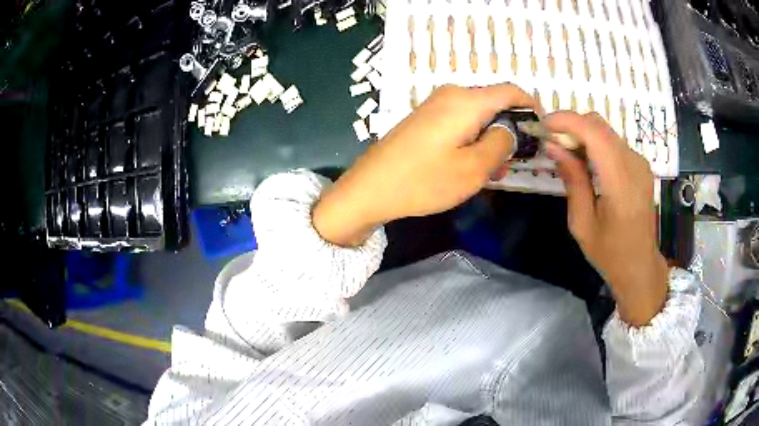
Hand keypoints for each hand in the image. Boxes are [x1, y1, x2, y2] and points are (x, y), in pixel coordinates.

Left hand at [313, 84, 535, 246]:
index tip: (540, 130)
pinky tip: (470, 166)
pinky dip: (473, 140)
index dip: (531, 107)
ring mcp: (435, 105)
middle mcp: (451, 95)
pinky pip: (460, 123)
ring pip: (478, 116)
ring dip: (490, 139)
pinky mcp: (425, 119)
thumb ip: (501, 143)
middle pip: (494, 103)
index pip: (511, 91)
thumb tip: (511, 129)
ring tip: (492, 172)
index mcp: (466, 101)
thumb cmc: (423, 181)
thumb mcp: (473, 168)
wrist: (370, 188)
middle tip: (514, 162)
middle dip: (509, 130)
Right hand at [544, 112, 668, 326]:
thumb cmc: (610, 253)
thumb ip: (572, 180)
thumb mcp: (582, 223)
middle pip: (600, 125)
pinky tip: (586, 163)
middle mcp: (634, 165)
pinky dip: (595, 143)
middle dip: (572, 126)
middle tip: (552, 142)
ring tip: (567, 154)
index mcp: (621, 184)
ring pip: (606, 131)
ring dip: (583, 134)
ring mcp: (640, 163)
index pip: (595, 133)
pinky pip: (614, 142)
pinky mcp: (640, 165)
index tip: (544, 124)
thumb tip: (554, 146)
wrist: (640, 266)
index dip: (567, 121)